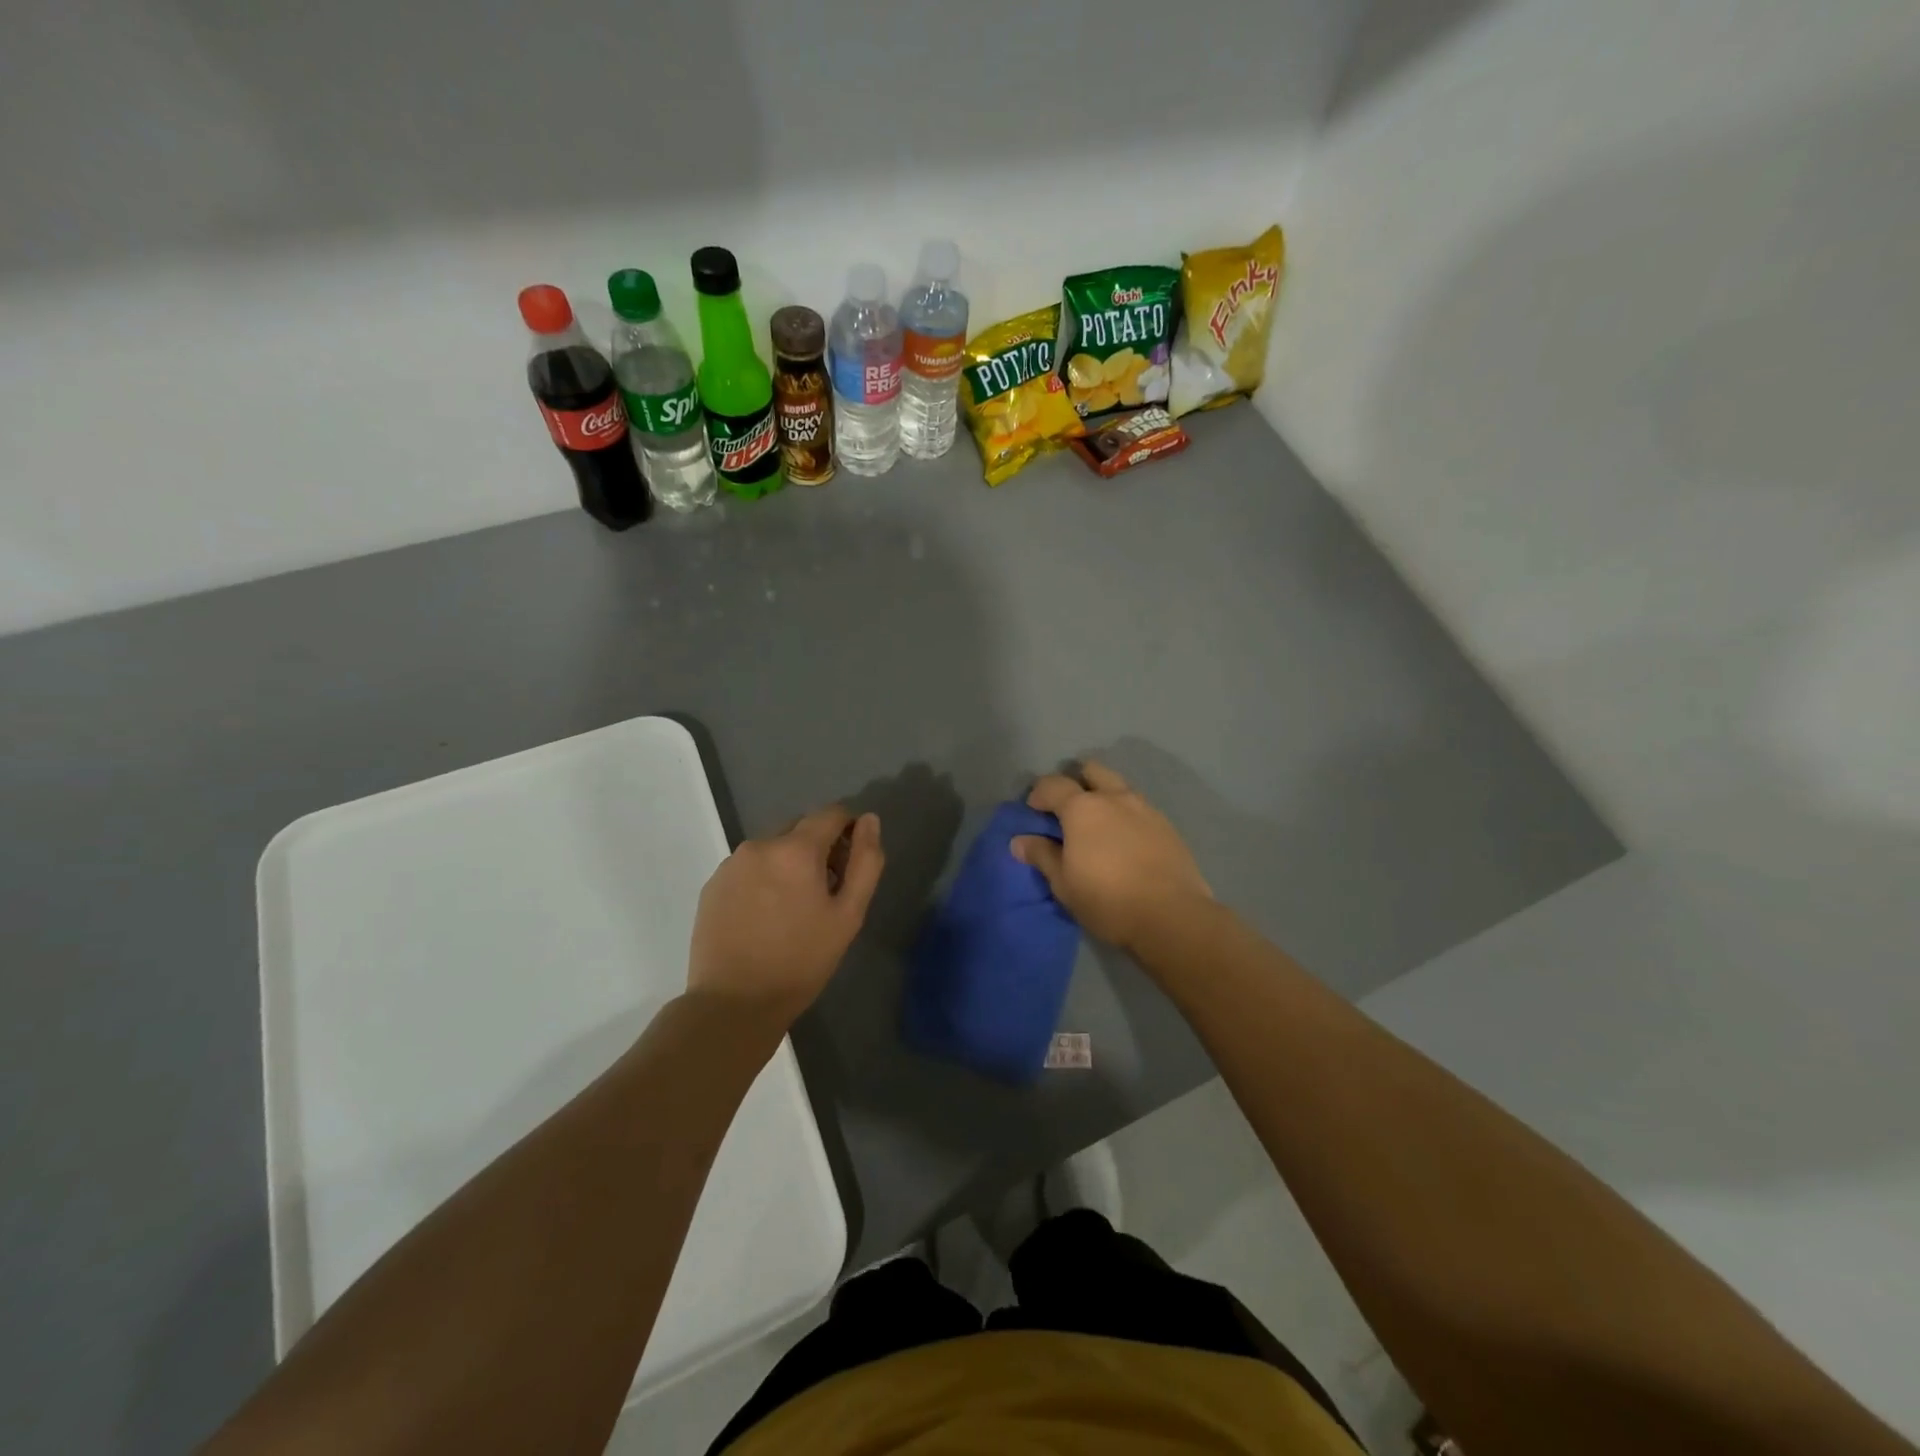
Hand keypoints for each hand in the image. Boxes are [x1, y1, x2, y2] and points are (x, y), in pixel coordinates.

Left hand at [689, 806, 883, 1027]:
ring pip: (773, 848)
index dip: (849, 830)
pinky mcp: (712, 885)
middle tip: (825, 893)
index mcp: (796, 849)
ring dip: (789, 864)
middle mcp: (760, 845)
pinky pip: (748, 867)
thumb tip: (869, 820)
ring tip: (792, 909)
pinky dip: (763, 879)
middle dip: (818, 849)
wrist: (733, 1004)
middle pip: (800, 829)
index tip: (851, 863)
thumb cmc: (801, 961)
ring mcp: (731, 864)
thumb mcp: (848, 915)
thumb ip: (865, 862)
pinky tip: (764, 916)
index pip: (832, 814)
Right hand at [1012, 762, 1211, 952]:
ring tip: (1098, 828)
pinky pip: (1139, 808)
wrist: (1172, 916)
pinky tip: (1125, 843)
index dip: (1038, 794)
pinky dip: (1126, 816)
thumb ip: (1041, 855)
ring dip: (1104, 797)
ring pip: (1119, 787)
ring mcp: (1145, 808)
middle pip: (1092, 771)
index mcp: (1083, 807)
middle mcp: (1115, 797)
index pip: (1053, 784)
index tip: (1034, 812)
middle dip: (1076, 782)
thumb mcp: (1064, 883)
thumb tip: (1019, 840)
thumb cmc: (1107, 899)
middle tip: (1068, 810)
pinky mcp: (1167, 826)